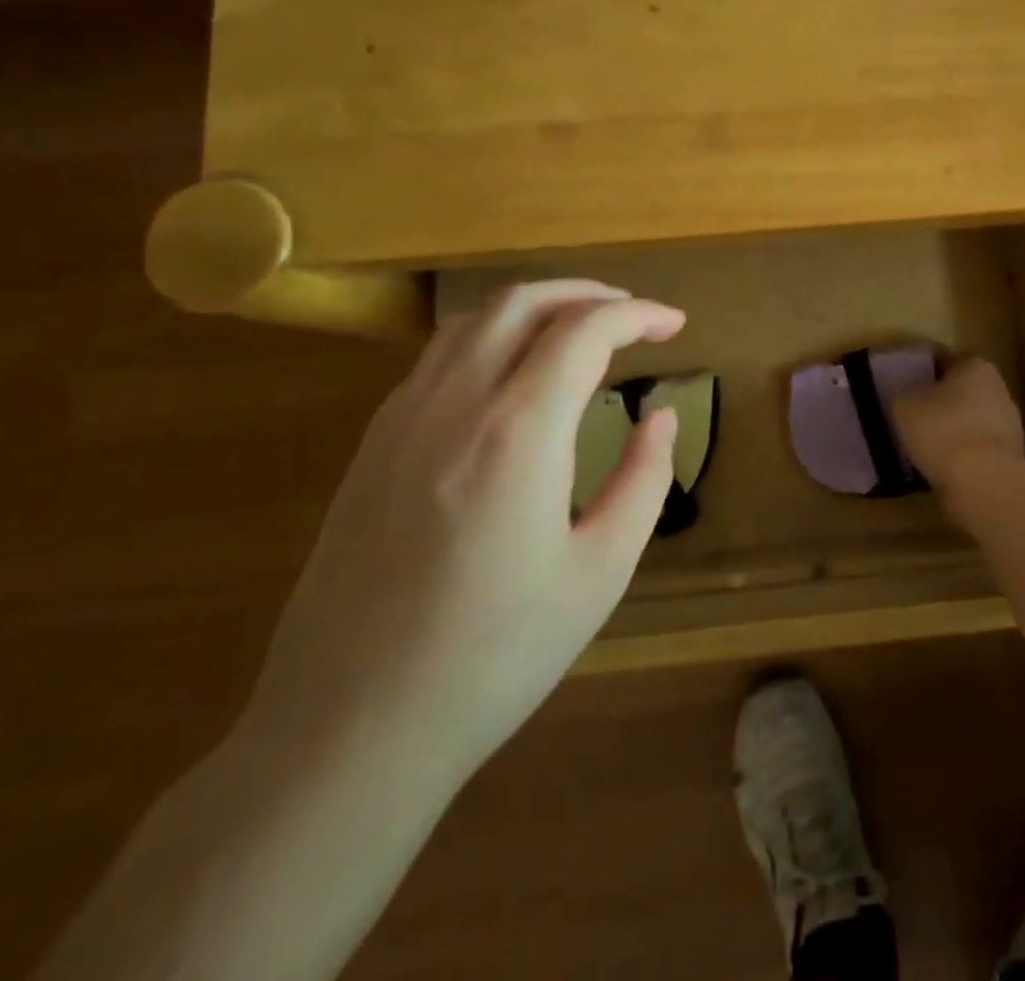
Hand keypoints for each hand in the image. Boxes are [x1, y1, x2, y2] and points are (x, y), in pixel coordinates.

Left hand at [241, 281, 685, 786]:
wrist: (349, 731)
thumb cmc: (495, 656)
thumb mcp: (601, 571)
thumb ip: (644, 478)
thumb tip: (660, 416)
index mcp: (518, 432)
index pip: (586, 331)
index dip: (638, 314)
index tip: (675, 325)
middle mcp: (454, 405)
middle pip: (523, 303)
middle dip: (588, 294)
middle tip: (633, 315)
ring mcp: (401, 421)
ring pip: (473, 322)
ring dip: (536, 308)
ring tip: (579, 331)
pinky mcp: (371, 447)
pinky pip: (437, 358)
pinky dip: (490, 338)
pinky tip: (512, 375)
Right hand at [891, 357, 1024, 517]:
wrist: (984, 483)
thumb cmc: (942, 430)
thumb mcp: (904, 405)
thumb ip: (904, 394)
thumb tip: (908, 397)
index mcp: (975, 366)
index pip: (944, 359)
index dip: (921, 371)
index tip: (903, 387)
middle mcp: (998, 389)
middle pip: (961, 390)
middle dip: (939, 402)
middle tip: (911, 416)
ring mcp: (1009, 425)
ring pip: (970, 421)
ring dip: (951, 430)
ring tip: (922, 447)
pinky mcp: (1010, 457)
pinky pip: (977, 449)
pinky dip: (961, 456)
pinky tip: (941, 468)